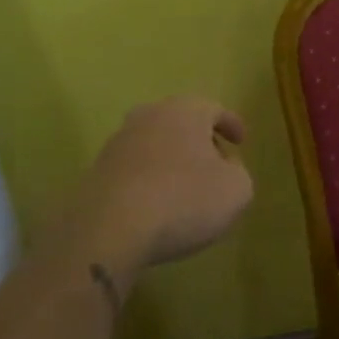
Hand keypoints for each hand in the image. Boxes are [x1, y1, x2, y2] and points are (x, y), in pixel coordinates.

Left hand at [69, 96, 253, 281]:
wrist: (109, 229)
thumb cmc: (183, 200)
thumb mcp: (236, 190)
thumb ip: (238, 172)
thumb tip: (224, 166)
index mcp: (185, 110)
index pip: (215, 109)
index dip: (232, 124)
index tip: (241, 142)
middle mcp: (149, 115)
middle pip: (181, 122)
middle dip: (199, 141)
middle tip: (214, 163)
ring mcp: (118, 142)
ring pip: (155, 143)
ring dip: (171, 160)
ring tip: (183, 187)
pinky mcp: (97, 170)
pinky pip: (134, 169)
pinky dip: (148, 179)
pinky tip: (155, 204)